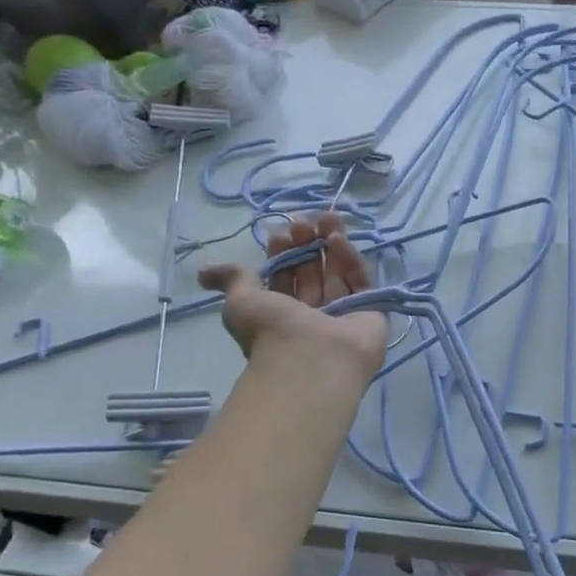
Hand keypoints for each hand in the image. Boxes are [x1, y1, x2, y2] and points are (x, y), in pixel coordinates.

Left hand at [199, 212, 387, 375]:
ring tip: (329, 217)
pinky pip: (360, 280)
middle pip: (313, 271)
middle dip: (308, 243)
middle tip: (305, 221)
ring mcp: (343, 312)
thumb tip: (204, 272)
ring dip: (332, 243)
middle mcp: (313, 313)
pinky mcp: (371, 310)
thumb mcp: (240, 301)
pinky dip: (350, 258)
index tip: (281, 232)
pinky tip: (339, 239)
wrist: (313, 358)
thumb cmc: (272, 330)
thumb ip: (234, 278)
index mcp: (282, 315)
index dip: (282, 252)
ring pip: (338, 271)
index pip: (285, 276)